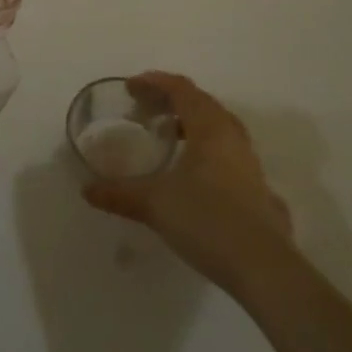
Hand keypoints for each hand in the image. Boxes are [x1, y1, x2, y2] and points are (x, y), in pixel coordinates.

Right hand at [82, 72, 292, 294]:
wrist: (264, 269)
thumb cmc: (207, 221)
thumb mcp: (155, 204)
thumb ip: (120, 193)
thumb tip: (87, 190)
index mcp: (210, 128)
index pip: (181, 89)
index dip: (155, 82)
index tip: (131, 87)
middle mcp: (232, 137)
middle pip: (201, 103)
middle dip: (171, 101)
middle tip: (145, 110)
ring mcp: (250, 164)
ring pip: (218, 128)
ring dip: (191, 125)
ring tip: (168, 138)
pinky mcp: (258, 190)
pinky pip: (228, 154)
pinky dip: (206, 151)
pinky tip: (194, 176)